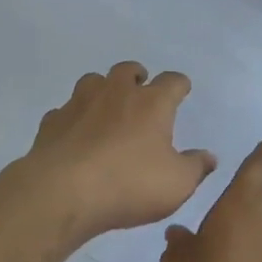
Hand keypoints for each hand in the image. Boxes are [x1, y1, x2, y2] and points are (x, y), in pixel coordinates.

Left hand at [13, 62, 216, 244]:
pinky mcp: (53, 121)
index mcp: (152, 103)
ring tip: (106, 107)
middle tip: (141, 89)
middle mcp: (116, 93)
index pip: (172, 82)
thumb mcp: (176, 184)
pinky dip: (73, 118)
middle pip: (128, 70)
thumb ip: (196, 167)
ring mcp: (80, 103)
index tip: (182, 90)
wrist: (62, 192)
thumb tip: (209, 156)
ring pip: (93, 81)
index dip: (179, 85)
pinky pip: (65, 111)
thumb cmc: (129, 184)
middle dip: (137, 76)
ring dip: (102, 89)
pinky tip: (75, 134)